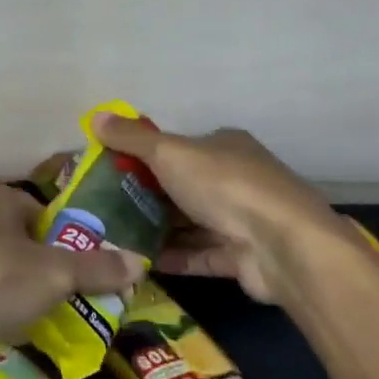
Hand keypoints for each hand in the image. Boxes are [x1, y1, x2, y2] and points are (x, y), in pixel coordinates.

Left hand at [0, 183, 135, 371]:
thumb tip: (141, 261)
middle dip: (43, 271)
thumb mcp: (53, 275)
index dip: (68, 244)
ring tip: (31, 319)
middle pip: (22, 240)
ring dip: (13, 290)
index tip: (83, 277)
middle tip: (62, 302)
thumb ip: (97, 268)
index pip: (47, 213)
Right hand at [90, 114, 352, 304]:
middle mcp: (236, 179)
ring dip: (157, 229)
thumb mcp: (170, 153)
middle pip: (182, 185)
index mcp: (224, 146)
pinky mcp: (241, 258)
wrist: (282, 246)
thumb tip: (96, 117)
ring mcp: (241, 220)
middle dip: (146, 195)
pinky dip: (173, 256)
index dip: (144, 155)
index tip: (109, 169)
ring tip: (113, 236)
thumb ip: (132, 138)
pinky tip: (139, 261)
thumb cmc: (224, 185)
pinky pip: (199, 254)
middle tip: (104, 207)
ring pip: (191, 222)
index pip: (178, 147)